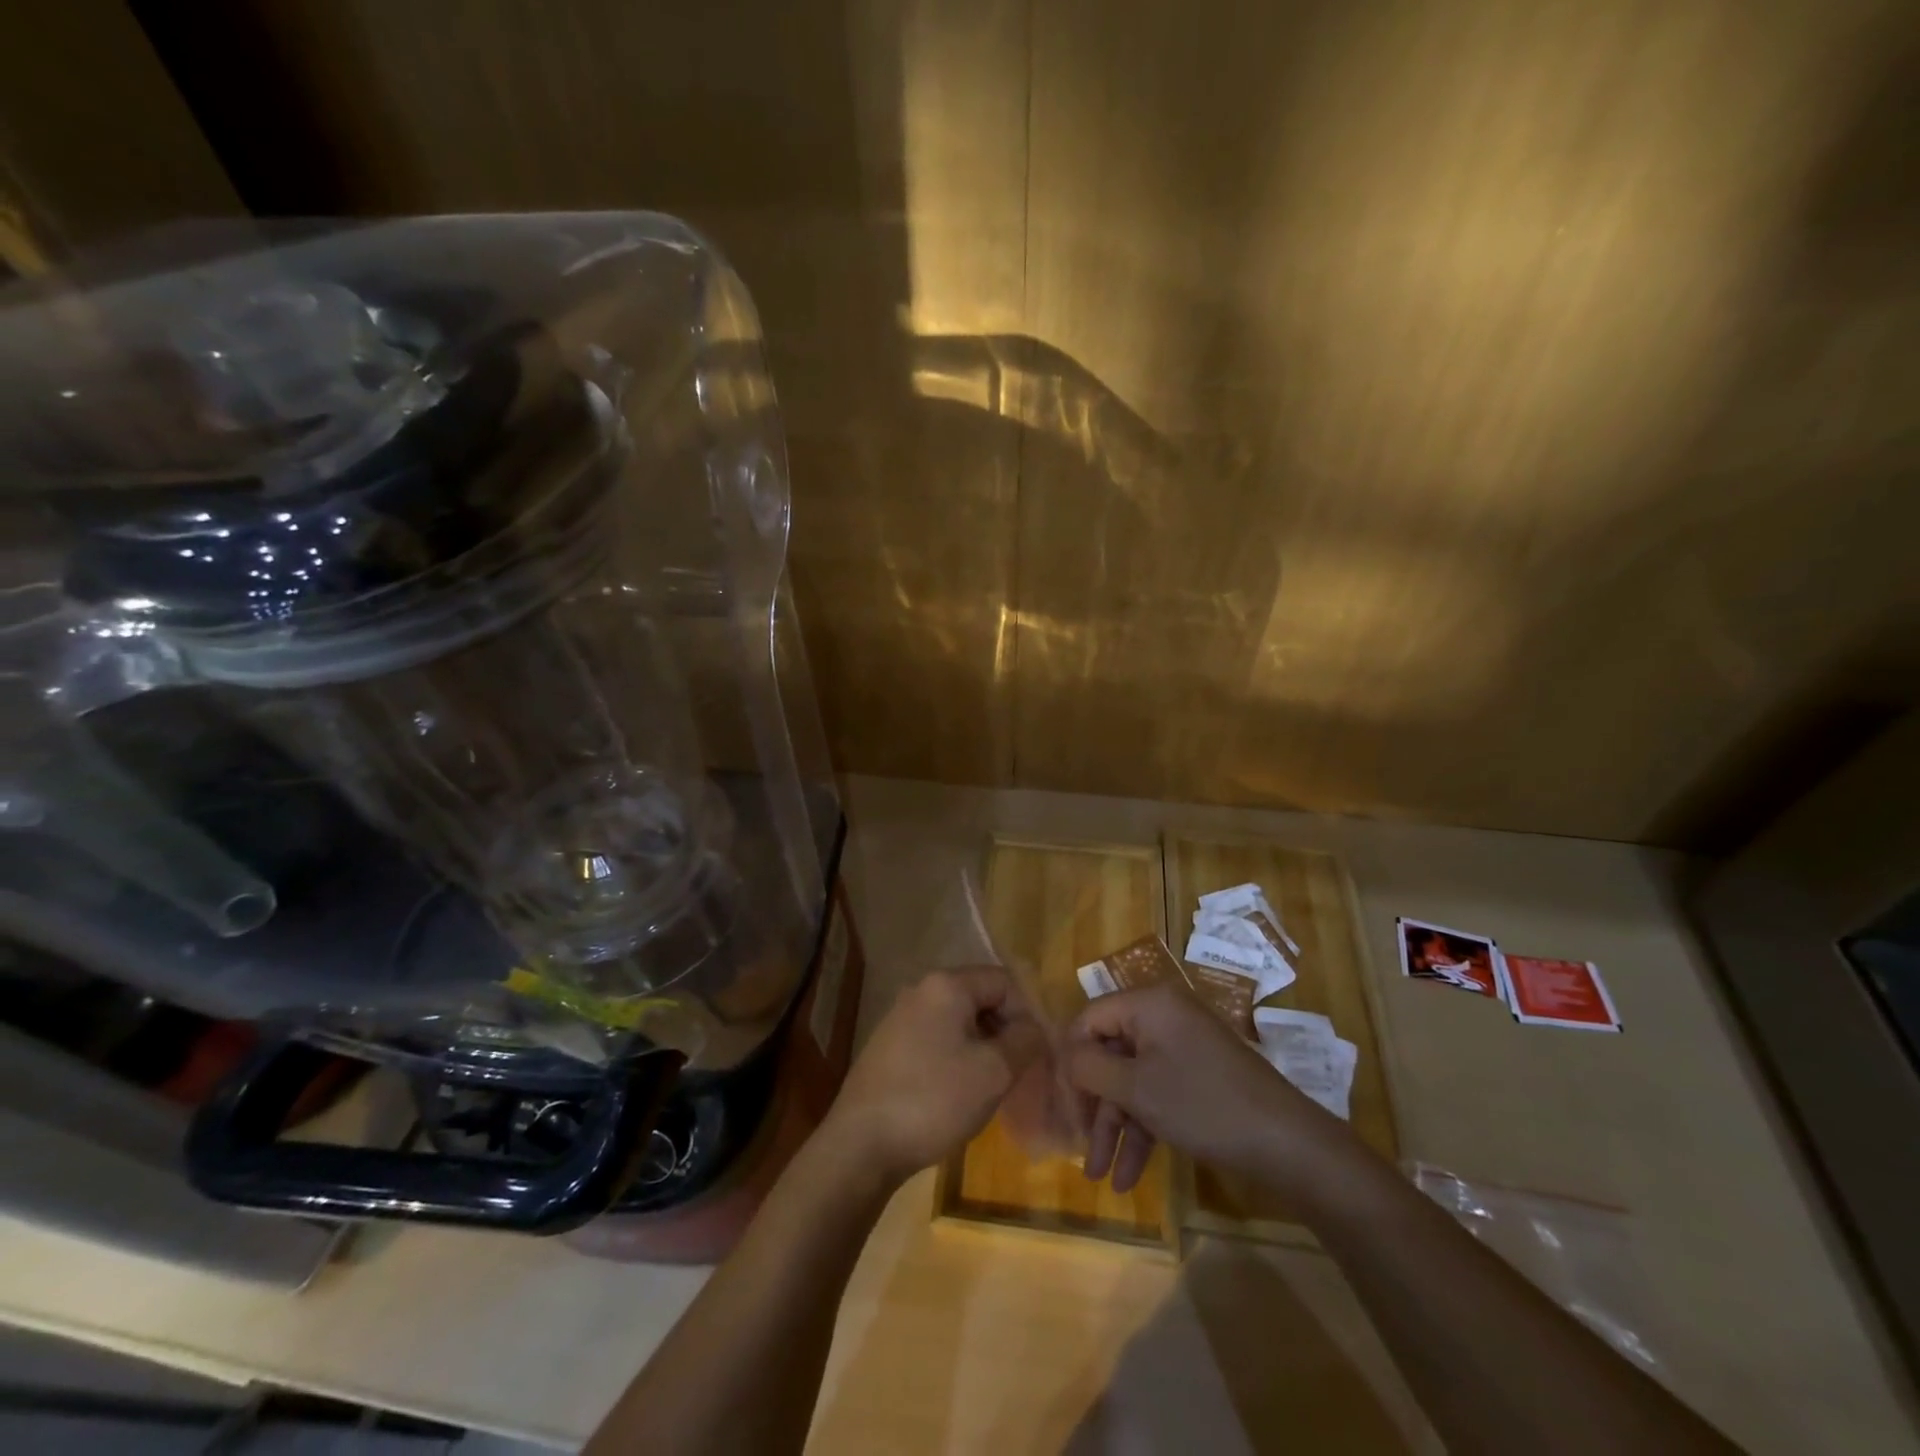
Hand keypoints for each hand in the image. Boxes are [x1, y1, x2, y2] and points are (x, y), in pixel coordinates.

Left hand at [824, 966, 1048, 1183]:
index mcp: (946, 985)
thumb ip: (1025, 1041)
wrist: (861, 1144)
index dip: (1027, 1013)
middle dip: (1005, 1031)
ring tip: (991, 1087)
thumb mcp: (994, 1072)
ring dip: (982, 1047)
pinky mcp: (890, 1046)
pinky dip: (957, 1058)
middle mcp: (921, 990)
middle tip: (1018, 1072)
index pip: (1004, 981)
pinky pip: (937, 1039)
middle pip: (980, 998)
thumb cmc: (934, 1099)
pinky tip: (959, 1093)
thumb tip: (1035, 1028)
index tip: (1037, 1053)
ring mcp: (901, 1017)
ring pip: (959, 1022)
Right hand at [1064, 982, 1355, 1197]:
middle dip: (1093, 1104)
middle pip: (1110, 1053)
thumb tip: (1066, 1056)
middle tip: (1078, 1143)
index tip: (1061, 1101)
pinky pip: (1157, 1094)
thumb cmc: (1202, 1104)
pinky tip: (1128, 1177)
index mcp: (1149, 1004)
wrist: (1286, 1143)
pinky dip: (1142, 1129)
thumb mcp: (1136, 1088)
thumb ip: (1090, 1067)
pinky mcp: (1198, 1078)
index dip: (1071, 1059)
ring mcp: (1183, 1048)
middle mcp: (1164, 1017)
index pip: (1089, 1018)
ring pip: (1132, 1081)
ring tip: (1099, 1176)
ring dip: (1115, 1126)